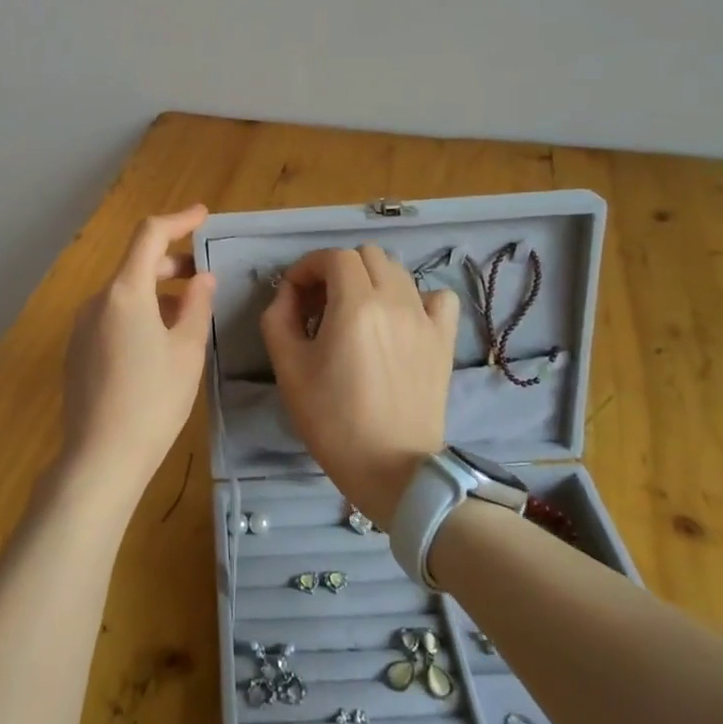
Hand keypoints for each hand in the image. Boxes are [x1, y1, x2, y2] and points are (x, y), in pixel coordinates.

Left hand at [60, 206, 215, 509]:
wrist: (100, 457)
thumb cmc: (154, 401)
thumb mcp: (187, 351)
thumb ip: (197, 305)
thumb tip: (201, 278)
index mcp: (125, 292)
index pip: (149, 235)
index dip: (178, 220)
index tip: (203, 215)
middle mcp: (97, 300)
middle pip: (135, 265)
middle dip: (171, 263)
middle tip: (204, 277)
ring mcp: (82, 326)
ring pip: (124, 293)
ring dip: (157, 292)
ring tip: (187, 315)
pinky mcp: (77, 350)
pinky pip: (111, 317)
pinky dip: (138, 314)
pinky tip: (157, 343)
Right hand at [260, 245, 458, 529]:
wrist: (392, 468)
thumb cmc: (332, 420)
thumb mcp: (288, 368)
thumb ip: (278, 317)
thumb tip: (288, 293)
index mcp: (356, 304)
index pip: (333, 257)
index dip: (307, 267)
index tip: (293, 293)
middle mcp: (395, 300)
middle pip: (366, 255)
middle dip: (337, 269)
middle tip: (319, 303)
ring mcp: (425, 318)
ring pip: (397, 271)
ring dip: (370, 280)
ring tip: (355, 313)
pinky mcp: (444, 339)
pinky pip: (436, 297)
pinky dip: (414, 297)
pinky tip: (399, 320)